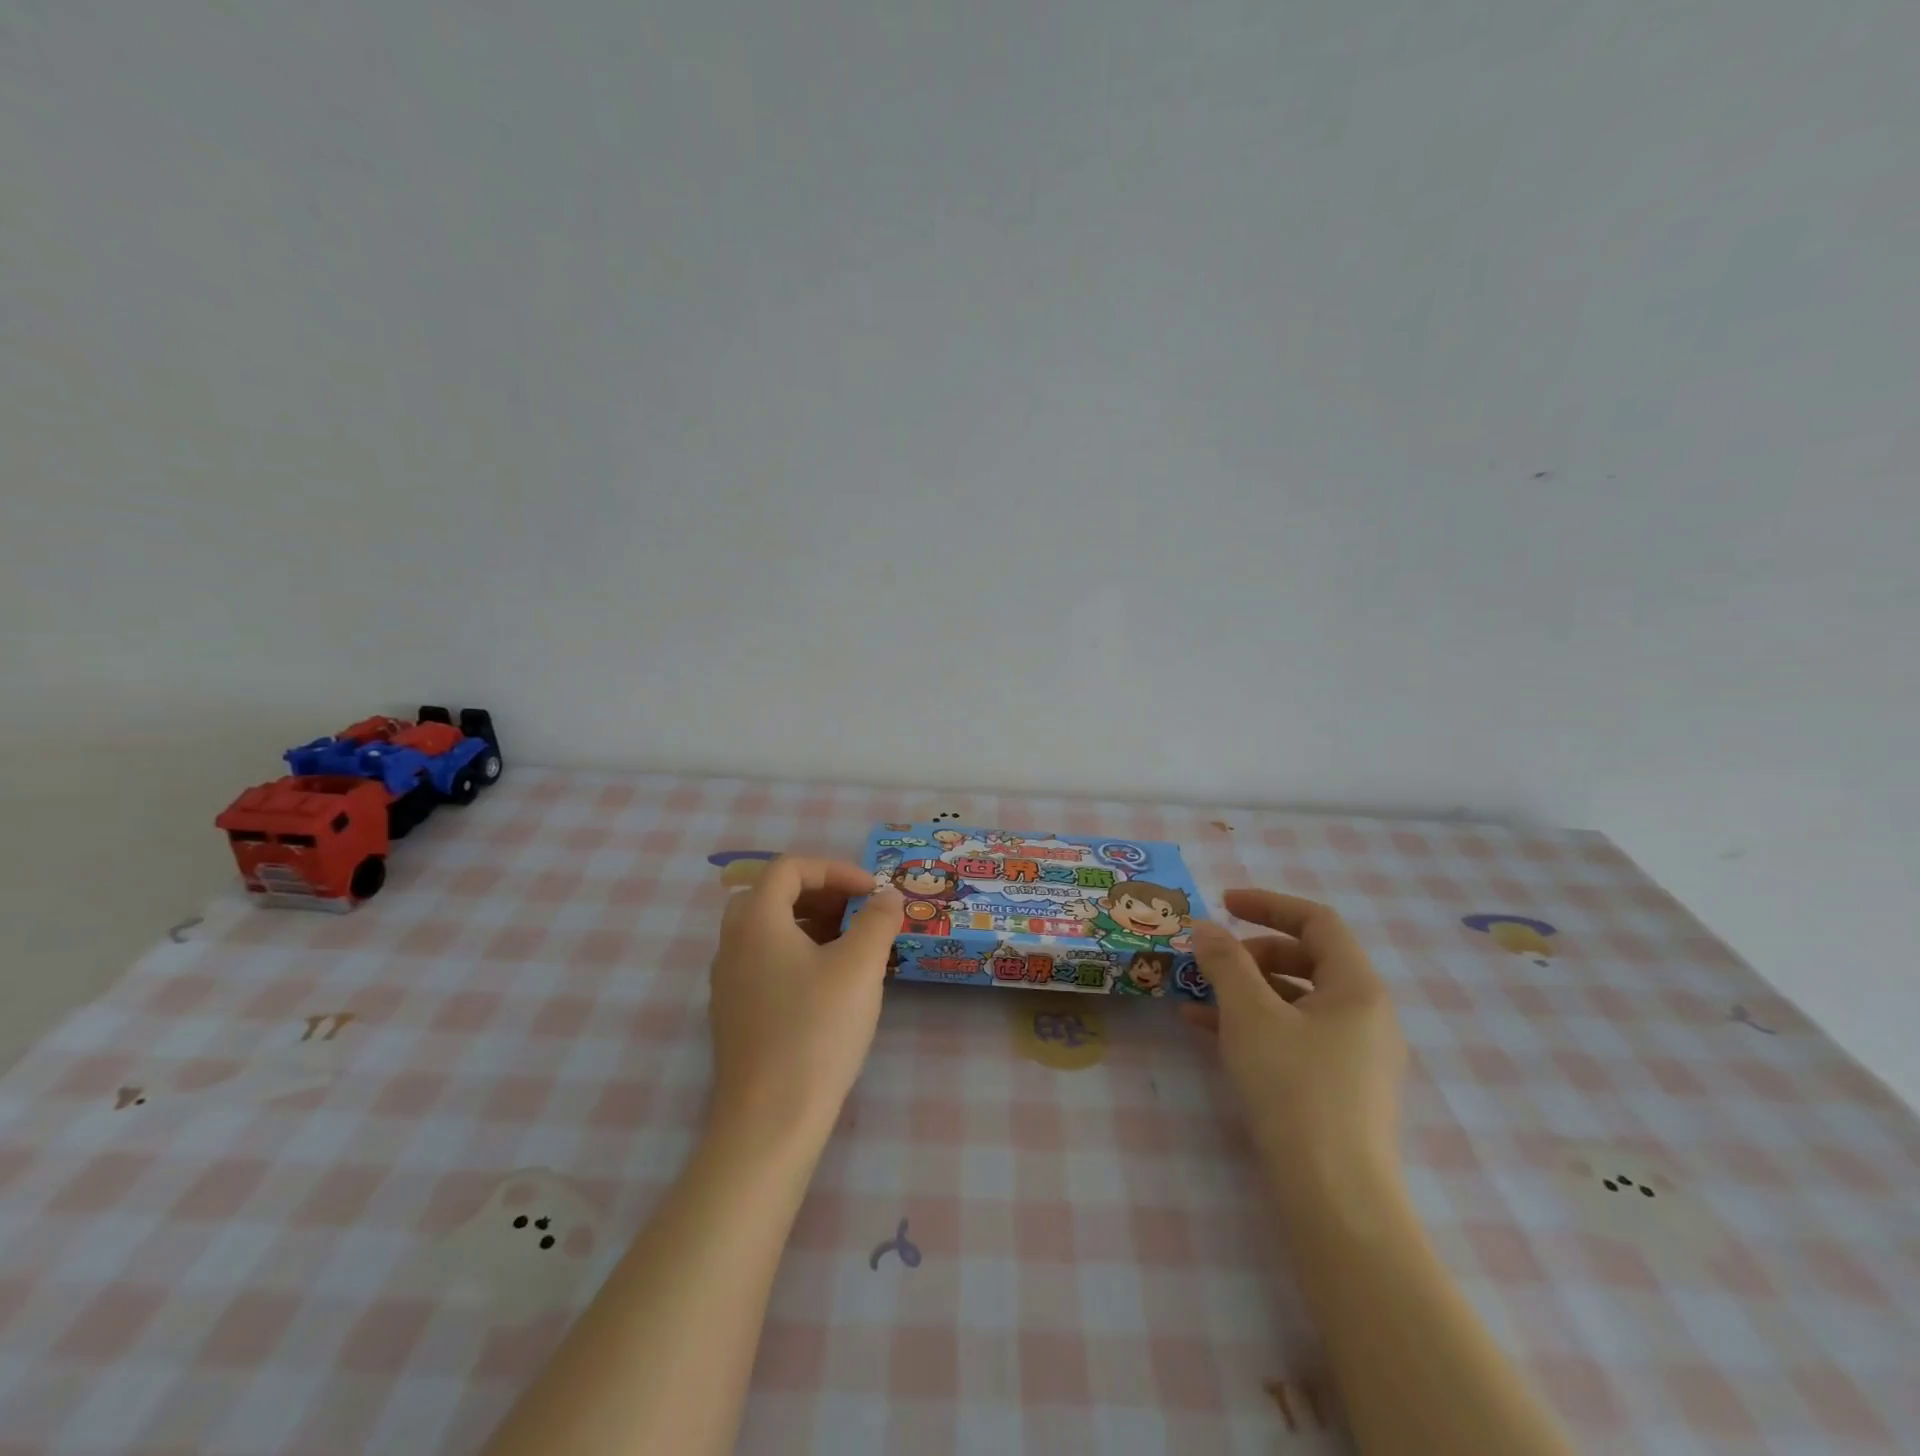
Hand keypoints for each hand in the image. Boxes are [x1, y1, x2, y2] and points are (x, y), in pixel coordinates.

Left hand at [708, 857, 902, 1144]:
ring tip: (851, 947)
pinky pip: (764, 962)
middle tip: (857, 913)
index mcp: (756, 921)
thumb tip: (886, 897)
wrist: (769, 1121)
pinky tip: (829, 985)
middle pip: (773, 895)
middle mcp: (732, 944)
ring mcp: (728, 981)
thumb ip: (877, 921)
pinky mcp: (734, 1014)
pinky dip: (797, 954)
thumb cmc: (816, 1031)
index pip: (789, 868)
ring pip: (768, 930)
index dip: (835, 869)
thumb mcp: (859, 967)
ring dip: (810, 924)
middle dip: (821, 894)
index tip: (872, 892)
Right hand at [1186, 890, 1405, 1194]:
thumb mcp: (1249, 1014)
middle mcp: (1367, 1015)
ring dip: (1246, 990)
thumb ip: (1225, 962)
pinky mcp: (1341, 1088)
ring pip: (1296, 1000)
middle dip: (1252, 952)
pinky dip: (1255, 1025)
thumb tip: (1204, 926)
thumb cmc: (1294, 1087)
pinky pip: (1295, 1036)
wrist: (1334, 1197)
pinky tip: (1206, 1031)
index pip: (1317, 921)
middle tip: (1212, 960)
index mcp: (1358, 987)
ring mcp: (1357, 1055)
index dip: (1268, 904)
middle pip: (1307, 959)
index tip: (1223, 903)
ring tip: (1198, 996)